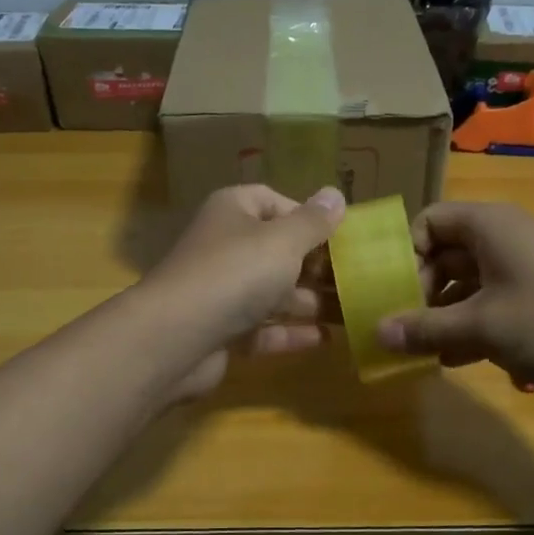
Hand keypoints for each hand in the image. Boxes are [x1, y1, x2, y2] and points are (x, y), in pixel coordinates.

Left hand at [142, 184, 345, 398]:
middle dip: (315, 266)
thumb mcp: (283, 241)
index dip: (307, 217)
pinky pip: (262, 328)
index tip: (340, 237)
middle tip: (357, 280)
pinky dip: (290, 333)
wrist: (176, 337)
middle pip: (276, 250)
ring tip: (352, 312)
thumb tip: (335, 194)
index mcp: (233, 211)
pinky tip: (325, 340)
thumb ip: (313, 221)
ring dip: (309, 302)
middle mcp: (224, 246)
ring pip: (271, 292)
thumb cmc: (235, 273)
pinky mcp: (220, 331)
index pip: (273, 201)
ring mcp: (220, 291)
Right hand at [374, 202, 533, 405]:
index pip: (428, 222)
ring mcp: (520, 271)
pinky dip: (468, 329)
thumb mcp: (482, 326)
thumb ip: (425, 328)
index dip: (404, 253)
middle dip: (418, 292)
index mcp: (488, 226)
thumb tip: (377, 333)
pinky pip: (487, 306)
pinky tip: (451, 361)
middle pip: (442, 255)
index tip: (390, 292)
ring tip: (417, 351)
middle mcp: (502, 240)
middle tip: (399, 327)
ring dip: (440, 316)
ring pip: (463, 285)